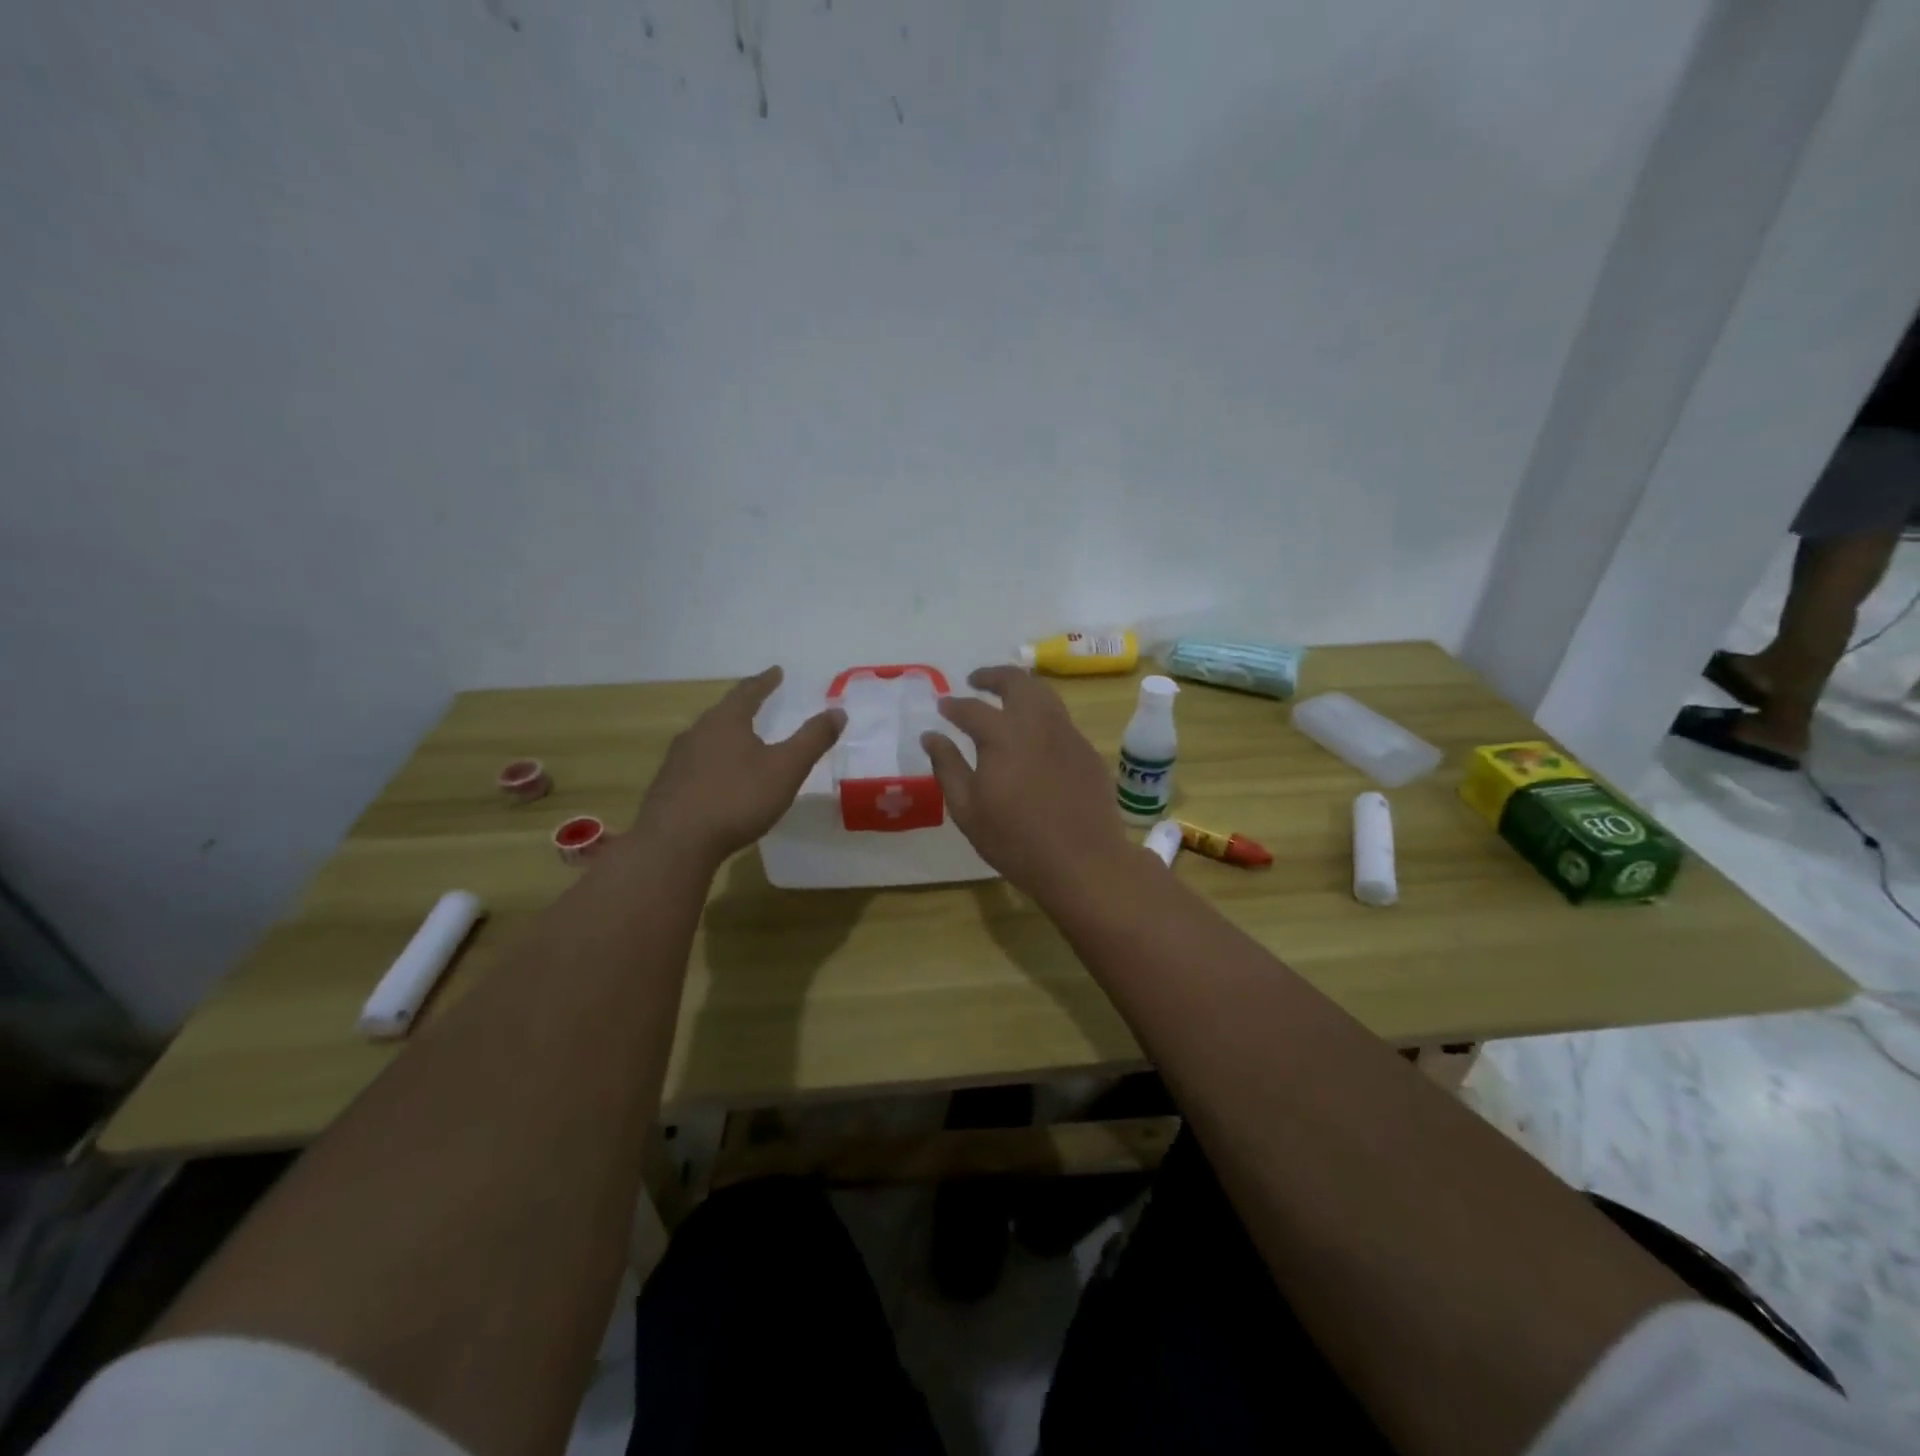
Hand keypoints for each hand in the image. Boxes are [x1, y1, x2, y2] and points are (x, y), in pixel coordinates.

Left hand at [634, 667, 844, 868]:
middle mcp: (697, 732)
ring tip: (740, 741)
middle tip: (758, 704)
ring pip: (706, 739)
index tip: (776, 672)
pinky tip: (718, 780)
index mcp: (726, 721)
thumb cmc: (737, 798)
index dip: (765, 682)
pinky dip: (712, 764)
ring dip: (725, 737)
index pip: (748, 692)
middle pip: (723, 713)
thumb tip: (838, 711)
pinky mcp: (667, 787)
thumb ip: (812, 739)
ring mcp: (677, 760)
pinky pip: (695, 765)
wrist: (675, 843)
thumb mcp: (786, 769)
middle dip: (742, 708)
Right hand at [921, 665, 1132, 898]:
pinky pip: (1061, 719)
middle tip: (976, 681)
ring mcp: (1067, 734)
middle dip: (992, 676)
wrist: (1083, 862)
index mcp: (1002, 735)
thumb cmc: (1015, 841)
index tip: (942, 705)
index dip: (953, 704)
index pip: (971, 708)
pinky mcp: (1087, 750)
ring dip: (1021, 688)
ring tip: (1006, 698)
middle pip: (1016, 682)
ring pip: (1044, 694)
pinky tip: (1035, 734)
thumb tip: (931, 735)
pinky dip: (1042, 713)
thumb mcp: (967, 810)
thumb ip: (947, 766)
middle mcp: (1037, 723)